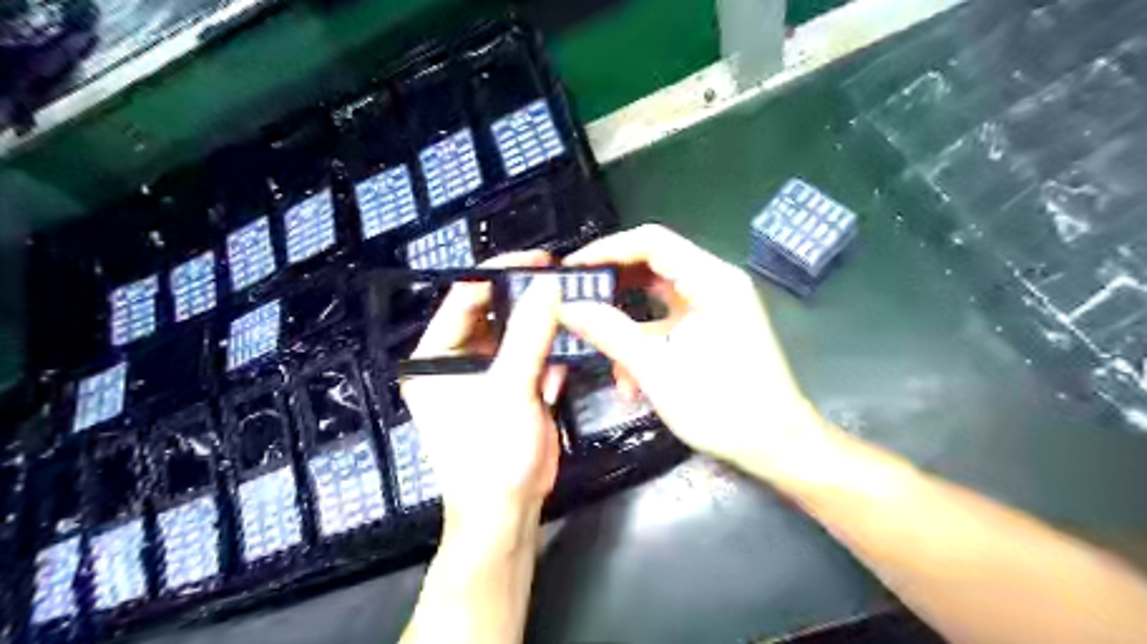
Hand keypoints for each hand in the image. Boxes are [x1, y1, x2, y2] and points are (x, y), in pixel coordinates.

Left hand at [401, 250, 565, 531]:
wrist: (508, 510)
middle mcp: (456, 360)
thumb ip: (529, 334)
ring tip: (571, 308)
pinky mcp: (511, 388)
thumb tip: (547, 286)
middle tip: (560, 279)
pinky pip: (531, 358)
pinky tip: (566, 355)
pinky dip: (549, 355)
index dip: (500, 274)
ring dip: (542, 326)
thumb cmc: (492, 452)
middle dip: (526, 298)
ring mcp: (486, 374)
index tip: (538, 260)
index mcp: (435, 355)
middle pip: (493, 313)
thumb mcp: (509, 388)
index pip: (464, 298)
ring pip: (516, 334)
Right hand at [561, 224, 828, 479]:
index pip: (651, 242)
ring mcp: (714, 306)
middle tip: (575, 300)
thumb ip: (609, 332)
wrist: (777, 445)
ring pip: (656, 297)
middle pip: (652, 265)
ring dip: (626, 323)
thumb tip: (567, 307)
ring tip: (597, 346)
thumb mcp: (657, 370)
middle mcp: (715, 283)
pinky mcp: (711, 328)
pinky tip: (629, 379)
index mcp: (711, 281)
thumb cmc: (724, 408)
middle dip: (612, 286)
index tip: (572, 269)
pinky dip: (645, 341)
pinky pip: (668, 321)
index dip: (607, 249)